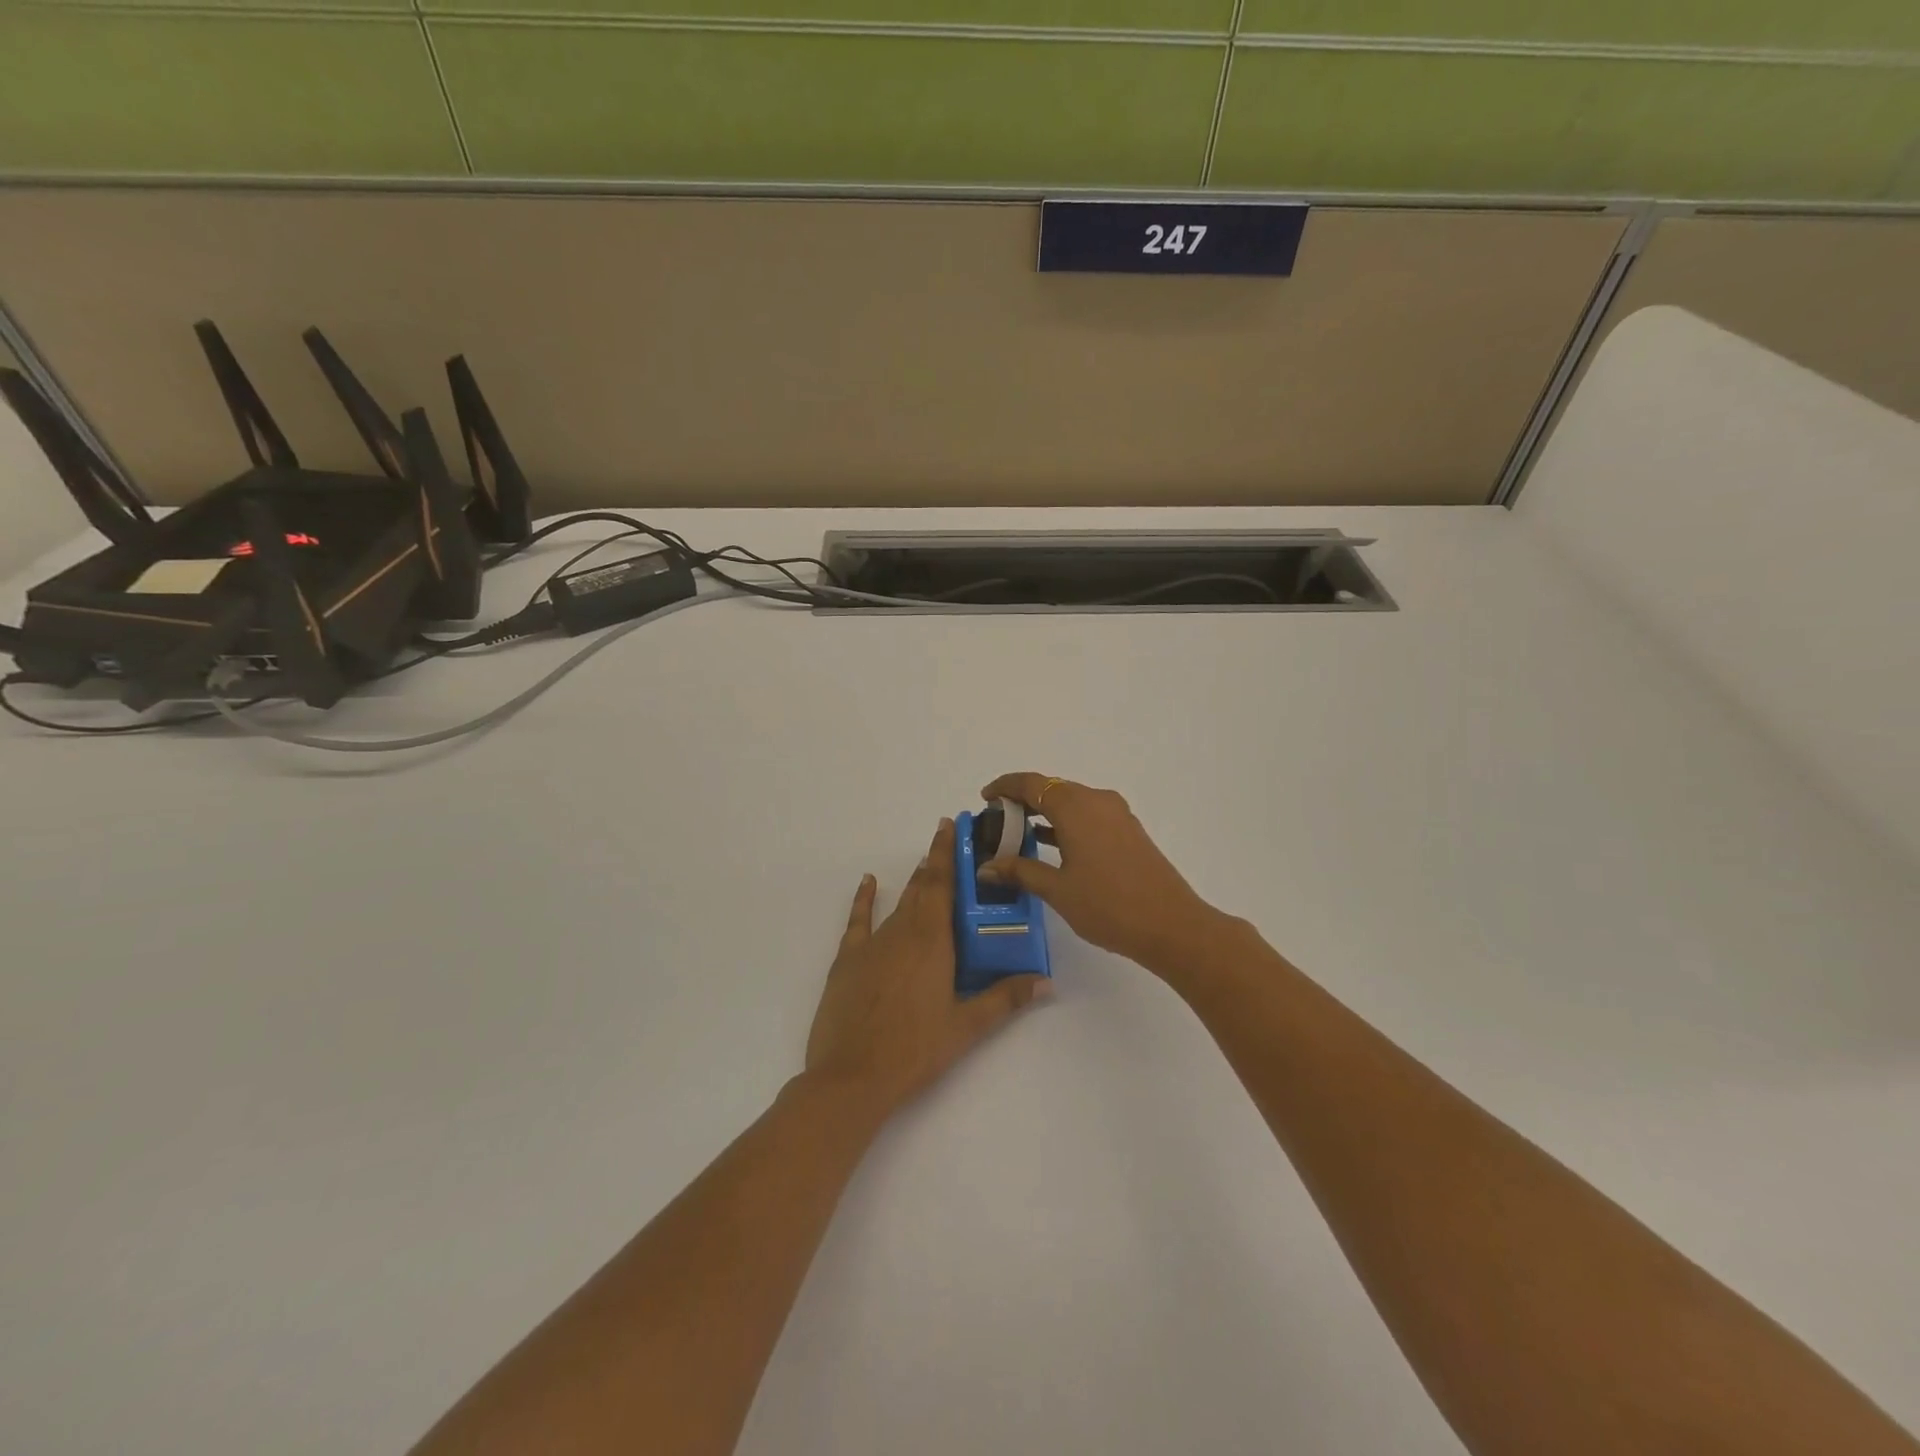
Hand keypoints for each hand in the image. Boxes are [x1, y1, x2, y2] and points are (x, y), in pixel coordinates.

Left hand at [804, 819, 1048, 1119]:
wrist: (852, 1077)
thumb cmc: (915, 1051)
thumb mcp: (967, 1027)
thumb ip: (1005, 998)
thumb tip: (1046, 982)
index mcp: (932, 940)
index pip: (943, 884)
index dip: (948, 853)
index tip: (952, 825)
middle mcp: (902, 931)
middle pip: (922, 887)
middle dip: (936, 861)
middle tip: (950, 840)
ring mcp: (872, 944)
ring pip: (898, 902)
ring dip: (913, 881)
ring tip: (926, 863)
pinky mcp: (848, 960)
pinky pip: (858, 920)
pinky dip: (864, 899)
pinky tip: (868, 882)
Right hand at [978, 774, 1229, 975]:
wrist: (1172, 926)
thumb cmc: (1109, 906)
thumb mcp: (1057, 890)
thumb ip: (1020, 871)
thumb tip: (986, 867)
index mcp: (1076, 808)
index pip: (1032, 784)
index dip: (1005, 786)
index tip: (985, 798)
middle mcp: (1097, 801)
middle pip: (1052, 789)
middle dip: (1023, 800)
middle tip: (997, 822)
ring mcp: (1117, 815)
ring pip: (1072, 802)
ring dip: (1045, 813)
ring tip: (1018, 835)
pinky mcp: (1128, 831)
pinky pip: (1088, 815)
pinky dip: (1065, 823)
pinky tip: (1052, 846)